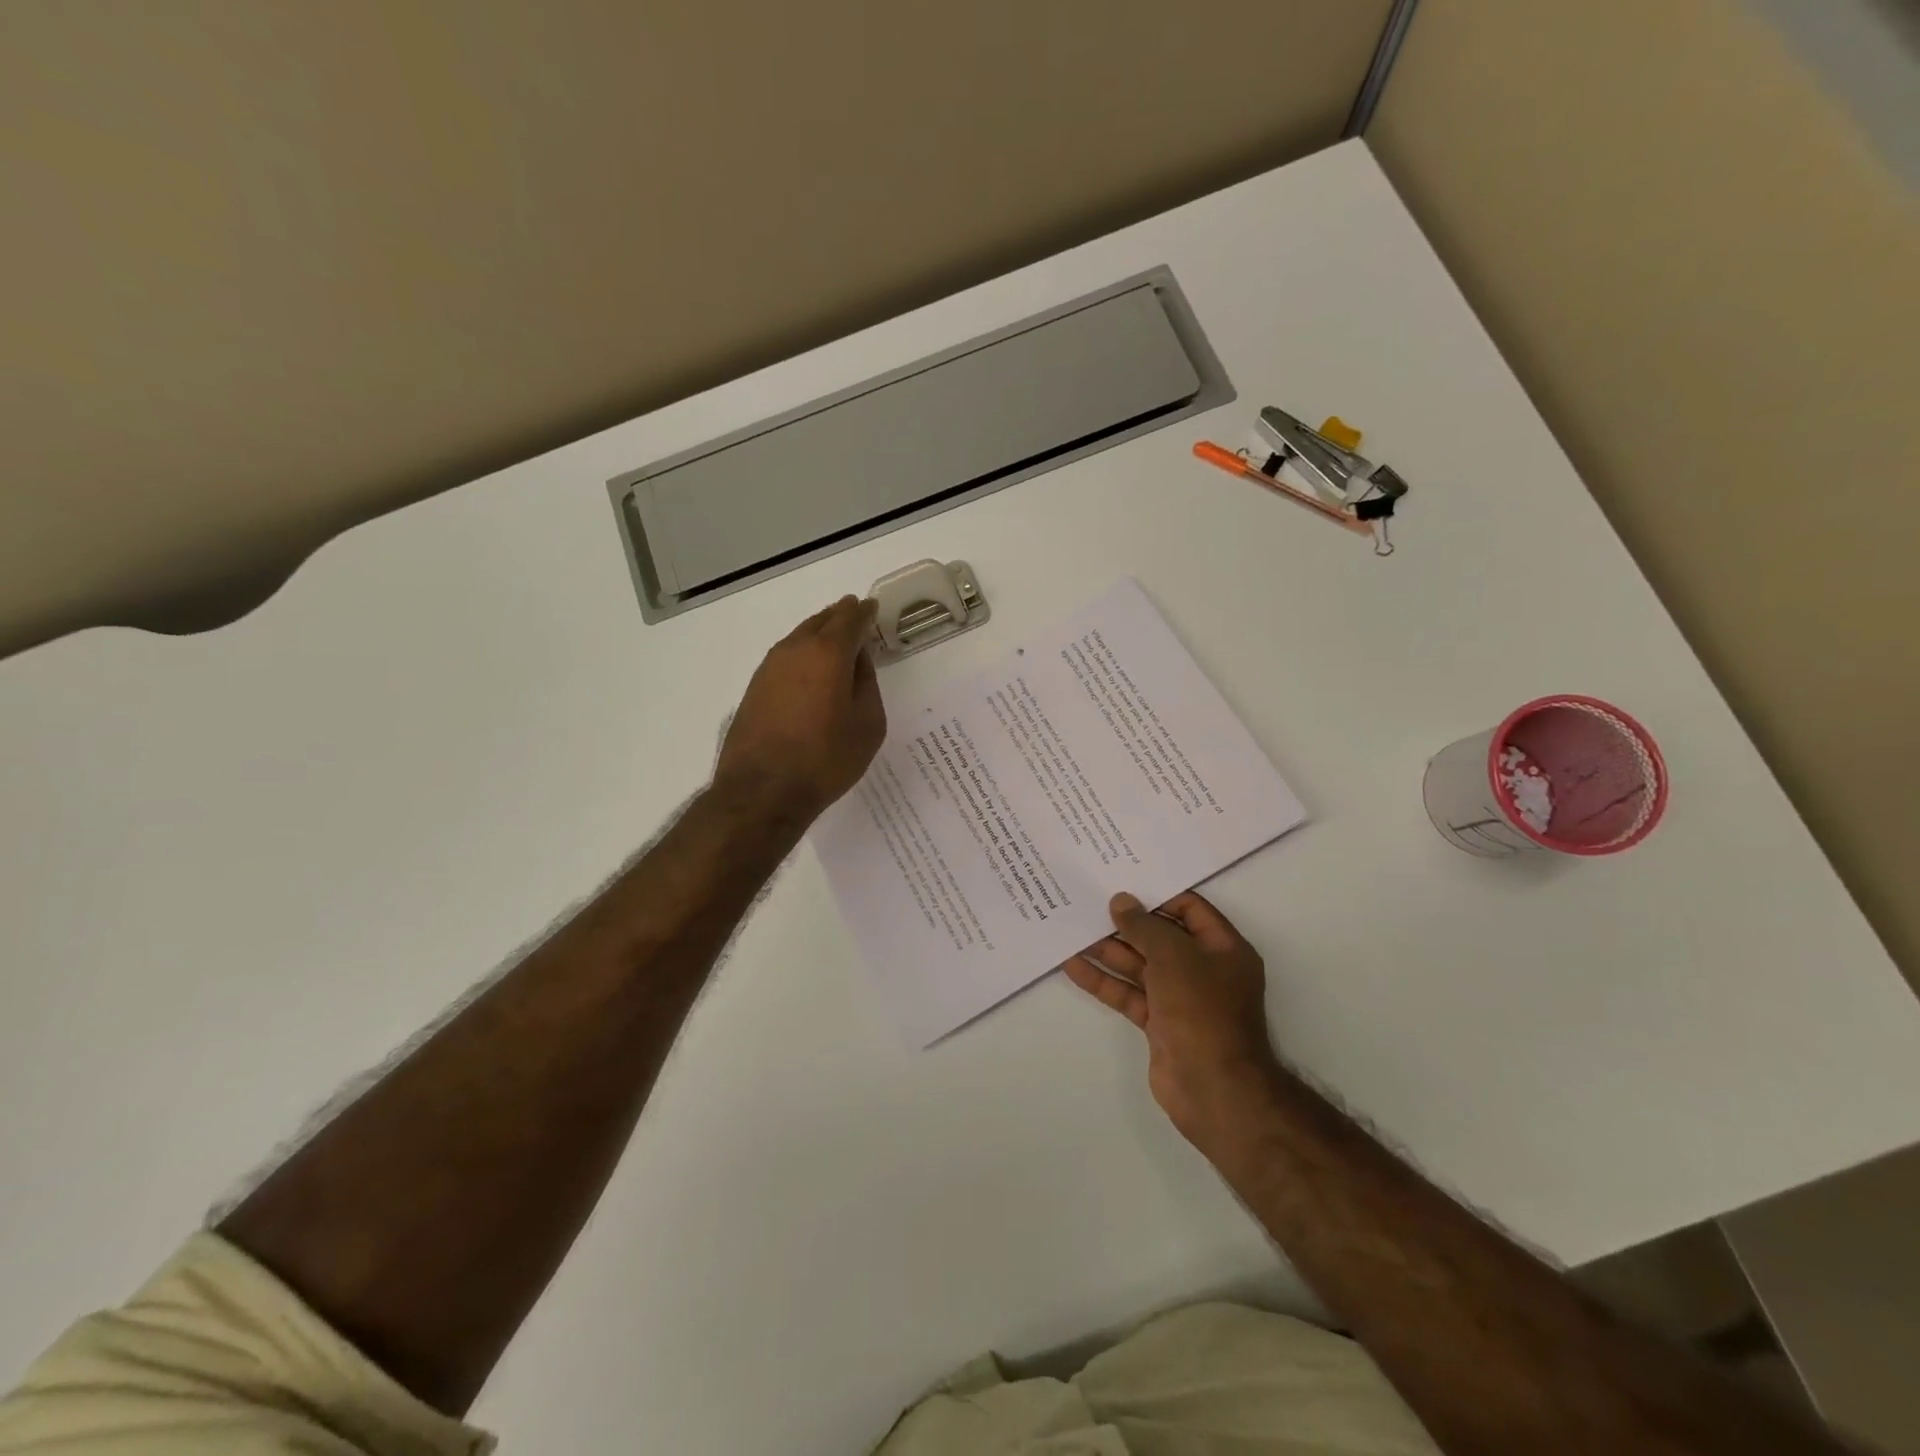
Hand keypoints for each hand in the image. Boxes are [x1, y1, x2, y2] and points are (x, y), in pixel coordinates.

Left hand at [715, 596, 886, 822]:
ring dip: (818, 632)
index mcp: (828, 653)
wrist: (762, 791)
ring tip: (834, 637)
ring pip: (799, 637)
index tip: (872, 608)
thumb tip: (858, 660)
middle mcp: (795, 650)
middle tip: (854, 613)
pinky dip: (802, 653)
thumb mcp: (867, 724)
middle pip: (821, 621)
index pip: (850, 620)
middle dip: (840, 615)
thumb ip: (866, 684)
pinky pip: (785, 657)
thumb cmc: (825, 759)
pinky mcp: (755, 687)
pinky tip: (809, 667)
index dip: (864, 613)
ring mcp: (769, 667)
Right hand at [1064, 891, 1282, 1153]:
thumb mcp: (1174, 956)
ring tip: (1072, 928)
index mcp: (1223, 948)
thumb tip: (1121, 901)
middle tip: (1089, 901)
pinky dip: (1104, 981)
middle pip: (1160, 936)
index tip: (1122, 882)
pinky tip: (1073, 965)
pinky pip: (1129, 993)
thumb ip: (1145, 926)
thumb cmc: (1202, 1010)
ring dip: (1109, 950)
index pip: (1190, 908)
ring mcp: (1181, 998)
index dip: (1157, 894)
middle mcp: (1204, 969)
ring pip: (1140, 965)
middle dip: (1126, 922)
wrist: (1213, 1088)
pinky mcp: (1159, 1023)